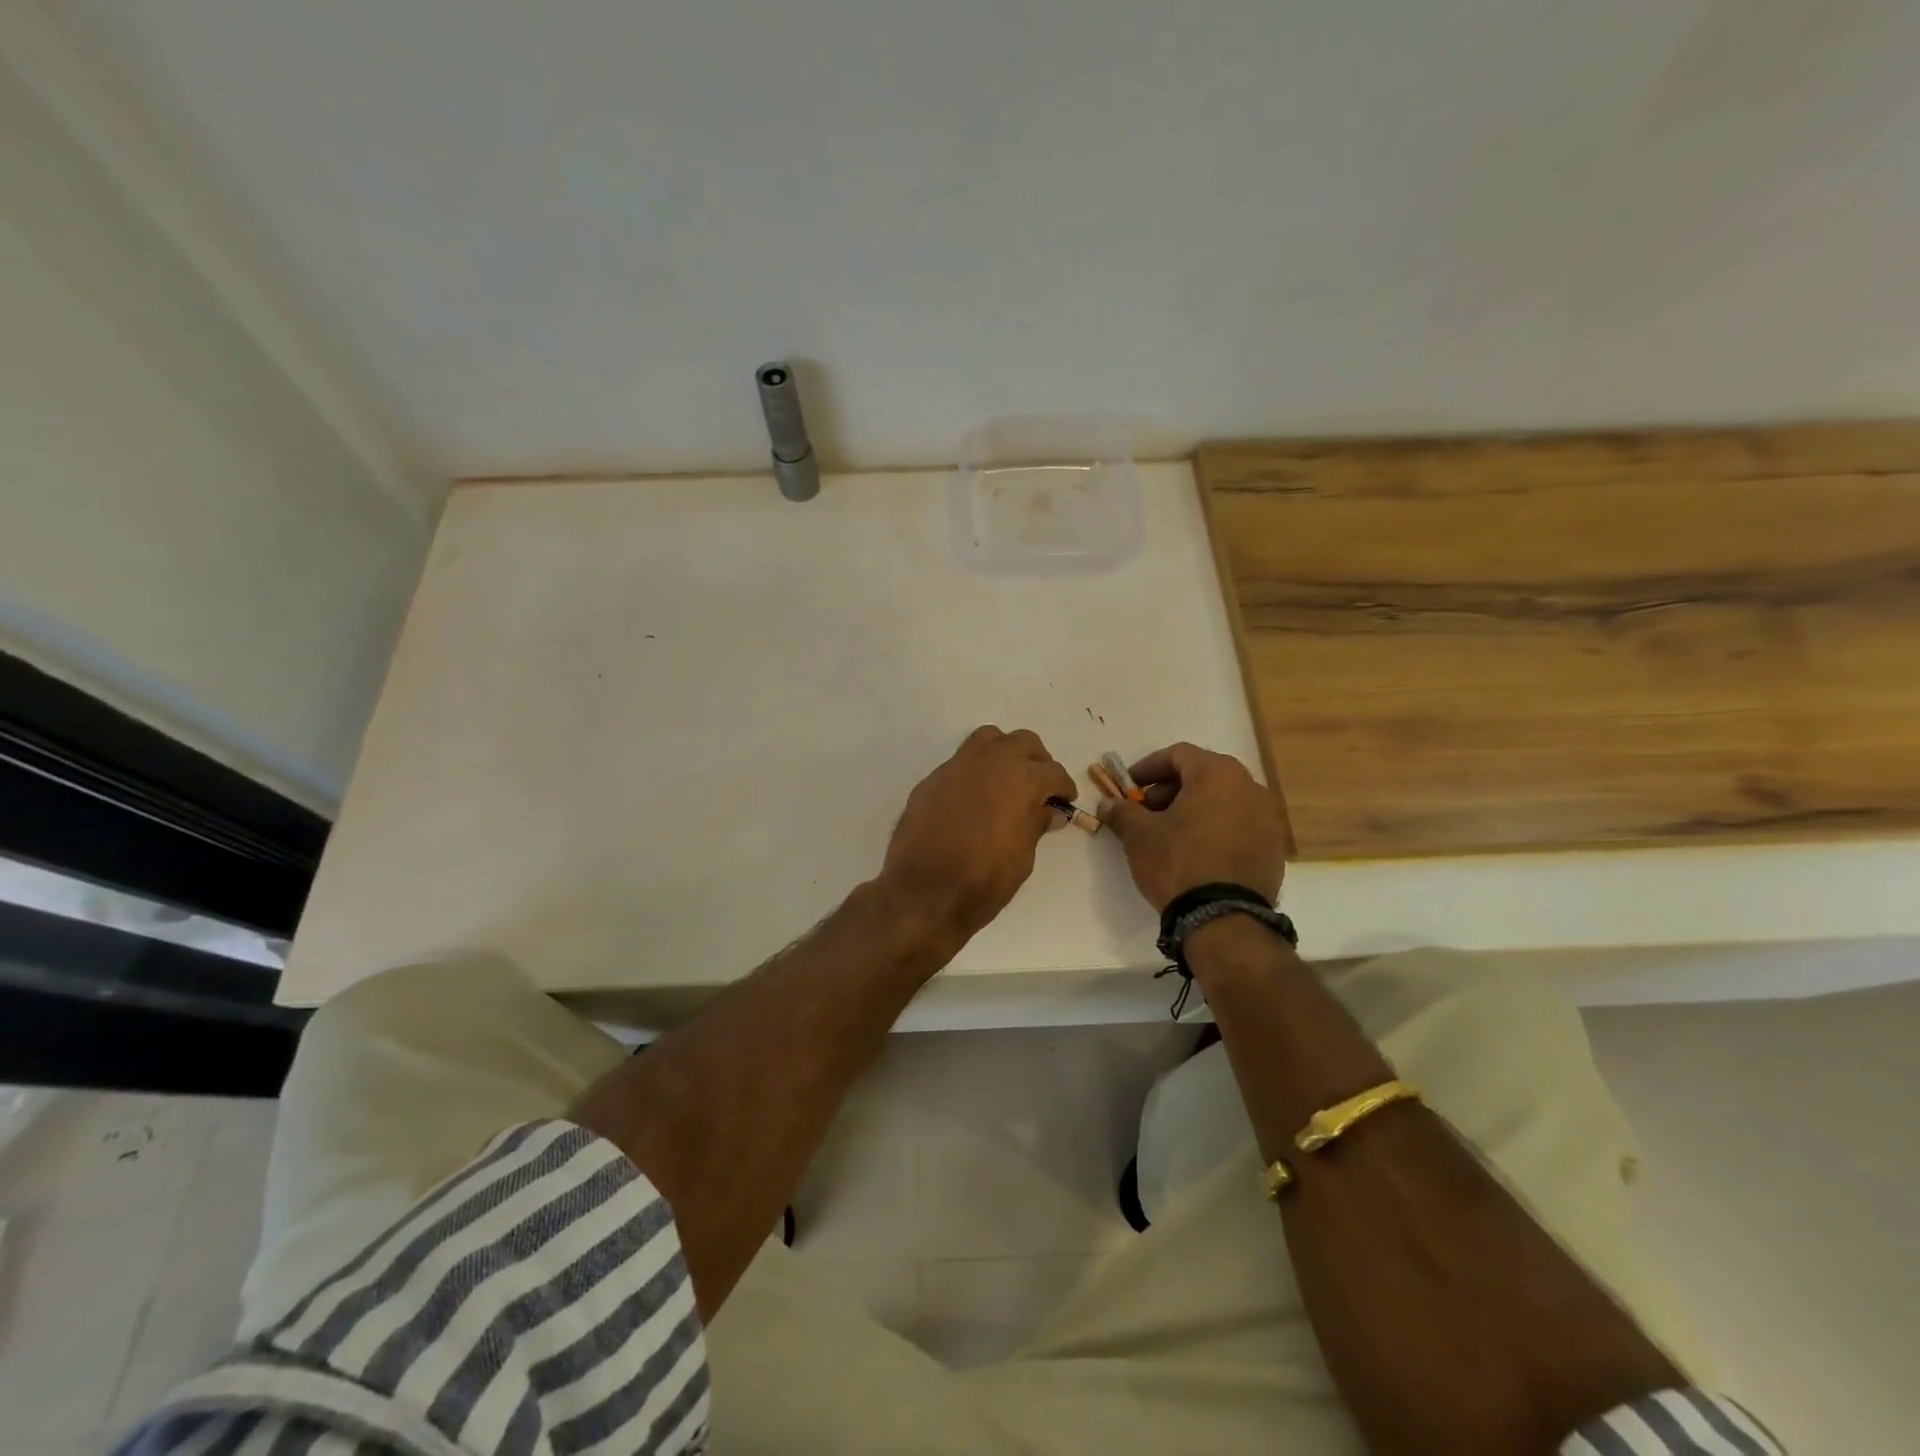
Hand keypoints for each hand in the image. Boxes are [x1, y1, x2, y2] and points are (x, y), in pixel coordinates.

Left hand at [876, 726, 1076, 948]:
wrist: (923, 892)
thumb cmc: (983, 880)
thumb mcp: (1023, 857)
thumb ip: (1036, 825)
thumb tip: (1047, 810)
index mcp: (1021, 779)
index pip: (1052, 772)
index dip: (1063, 787)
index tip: (1064, 801)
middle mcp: (991, 761)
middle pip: (1024, 743)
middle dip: (1037, 761)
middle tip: (1040, 787)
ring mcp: (957, 766)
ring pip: (989, 739)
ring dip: (1005, 753)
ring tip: (1007, 781)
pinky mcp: (933, 779)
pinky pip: (961, 762)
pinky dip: (976, 771)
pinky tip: (974, 799)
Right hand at [1099, 743, 1287, 911]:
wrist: (1224, 919)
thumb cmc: (1178, 863)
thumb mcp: (1139, 835)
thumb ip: (1122, 812)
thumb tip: (1108, 804)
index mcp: (1218, 774)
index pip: (1178, 754)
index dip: (1148, 767)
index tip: (1129, 786)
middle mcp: (1250, 787)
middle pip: (1203, 775)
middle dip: (1170, 789)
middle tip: (1146, 811)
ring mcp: (1267, 818)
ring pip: (1223, 800)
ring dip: (1194, 809)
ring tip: (1170, 834)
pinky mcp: (1274, 848)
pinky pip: (1239, 825)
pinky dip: (1216, 829)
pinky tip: (1196, 852)